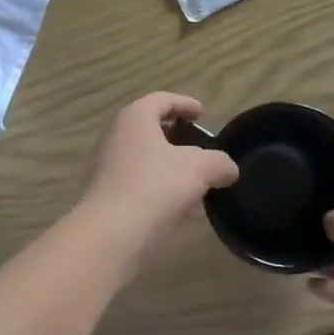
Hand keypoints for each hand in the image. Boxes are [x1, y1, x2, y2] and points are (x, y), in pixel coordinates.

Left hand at [77, 93, 238, 269]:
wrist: (111, 234)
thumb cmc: (155, 187)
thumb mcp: (200, 169)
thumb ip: (219, 162)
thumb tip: (228, 169)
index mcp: (135, 118)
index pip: (161, 100)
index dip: (184, 103)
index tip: (202, 113)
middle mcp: (115, 137)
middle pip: (148, 127)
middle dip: (174, 135)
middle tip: (197, 145)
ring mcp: (106, 167)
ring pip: (142, 157)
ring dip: (165, 163)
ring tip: (191, 177)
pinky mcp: (105, 196)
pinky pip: (135, 182)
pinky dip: (156, 186)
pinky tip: (175, 203)